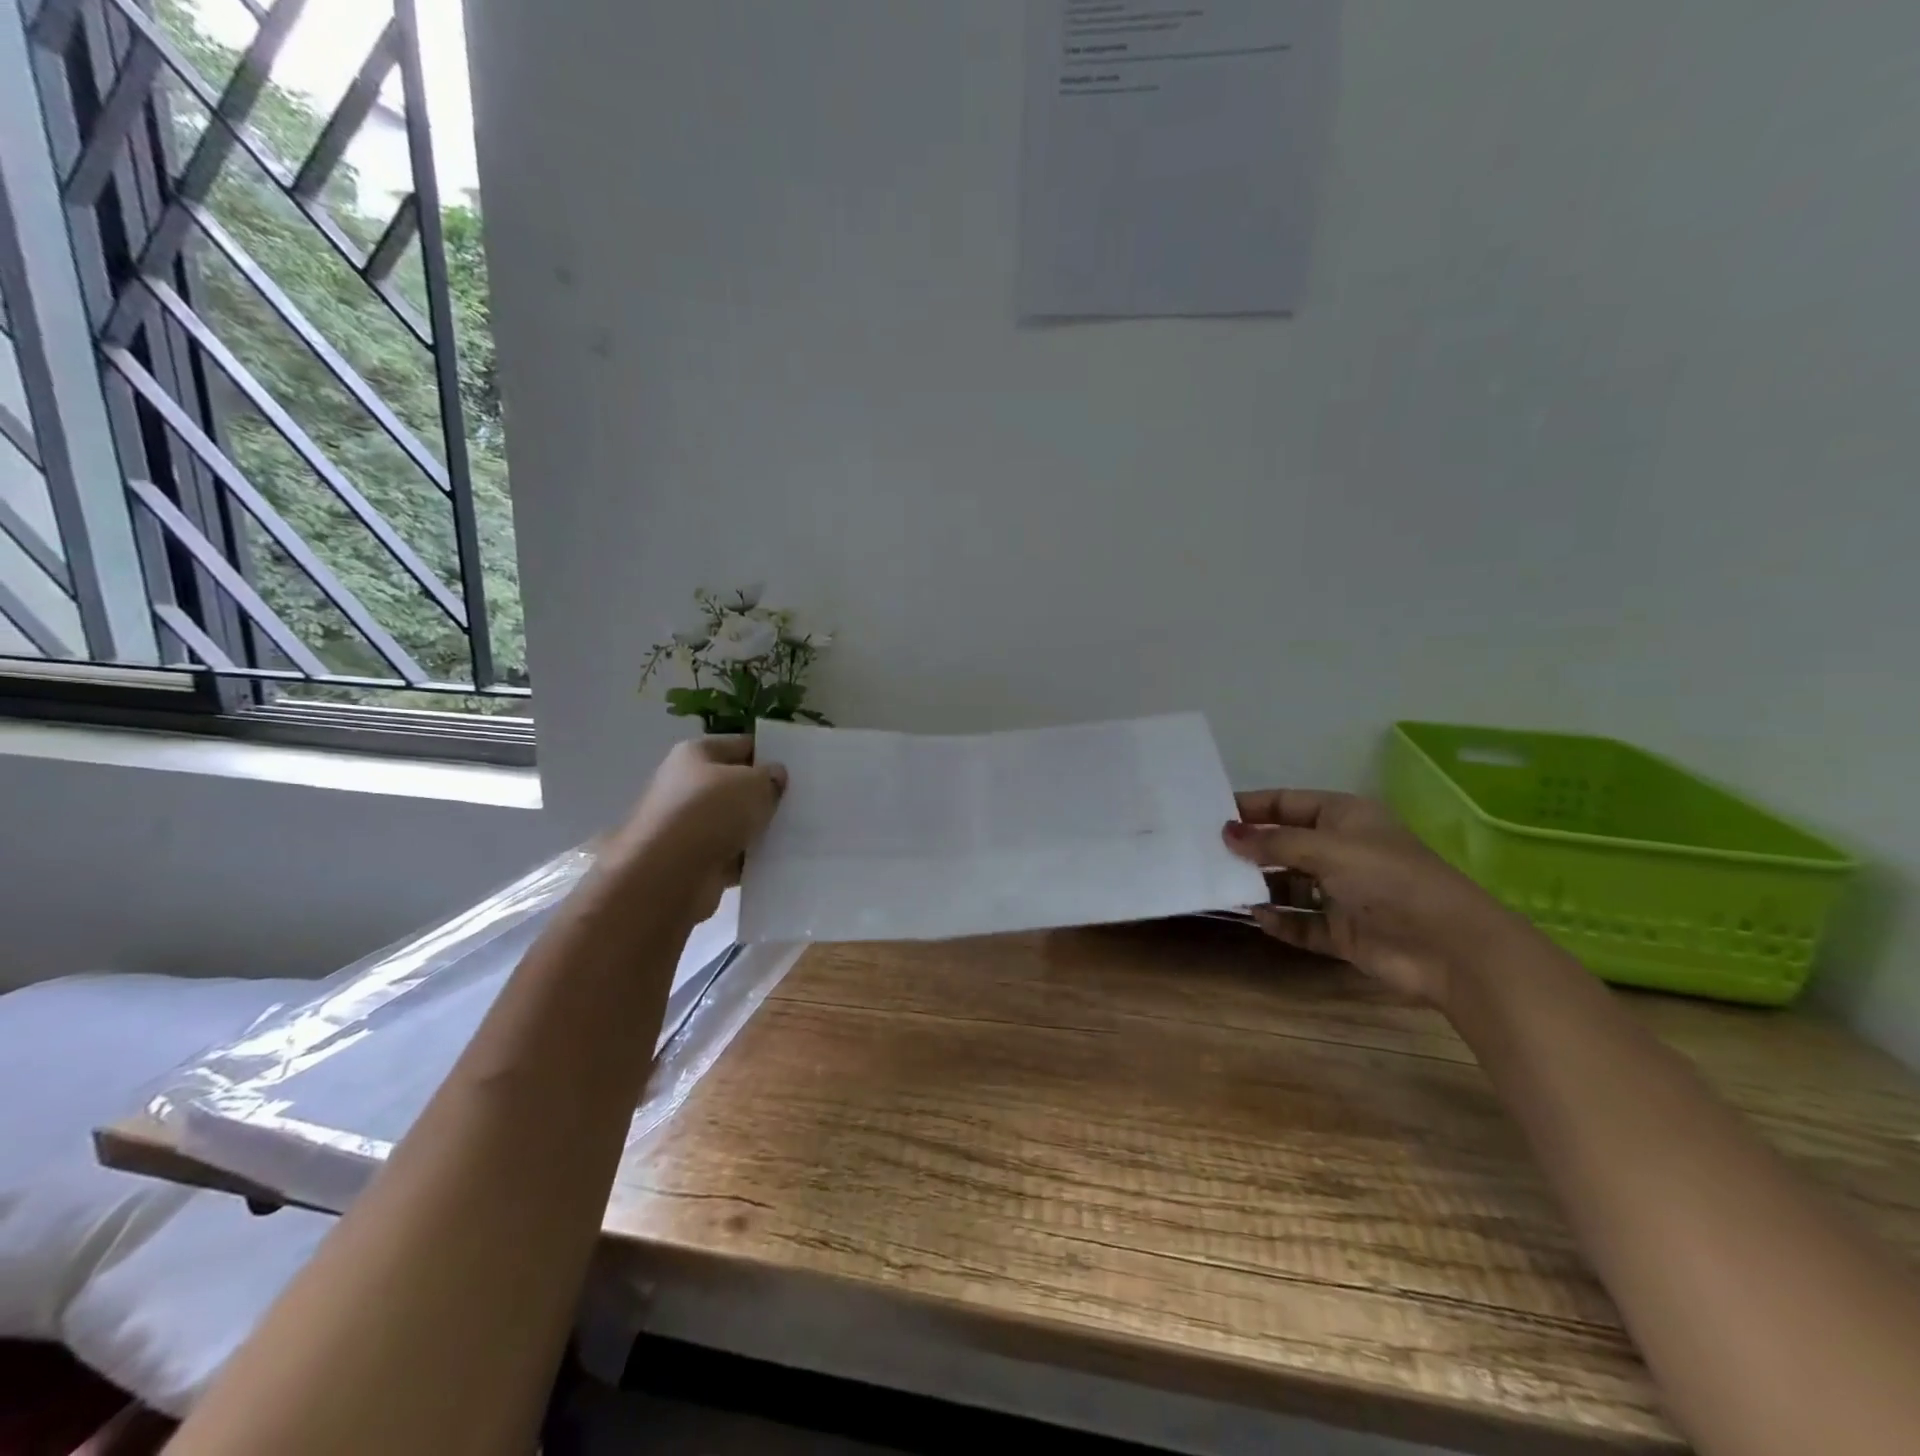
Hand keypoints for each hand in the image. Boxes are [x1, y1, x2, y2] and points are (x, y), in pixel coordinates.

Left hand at [613, 736, 786, 918]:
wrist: (668, 875)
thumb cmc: (709, 813)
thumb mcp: (753, 784)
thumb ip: (771, 777)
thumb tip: (775, 777)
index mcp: (695, 755)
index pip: (741, 745)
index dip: (771, 753)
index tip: (800, 767)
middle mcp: (688, 786)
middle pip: (737, 785)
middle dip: (767, 793)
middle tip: (803, 799)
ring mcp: (690, 826)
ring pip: (737, 821)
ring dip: (761, 828)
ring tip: (799, 830)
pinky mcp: (696, 861)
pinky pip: (734, 854)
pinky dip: (752, 858)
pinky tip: (780, 859)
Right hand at [1223, 789, 1535, 1006]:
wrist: (1449, 948)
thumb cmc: (1388, 879)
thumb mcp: (1327, 848)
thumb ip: (1274, 842)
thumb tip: (1226, 833)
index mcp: (1344, 818)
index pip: (1286, 803)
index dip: (1251, 807)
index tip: (1211, 814)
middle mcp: (1341, 851)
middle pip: (1284, 844)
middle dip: (1250, 849)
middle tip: (1206, 852)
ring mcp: (1342, 893)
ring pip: (1289, 885)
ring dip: (1260, 885)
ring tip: (1222, 885)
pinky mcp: (1343, 931)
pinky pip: (1302, 923)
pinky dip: (1280, 921)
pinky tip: (1257, 917)